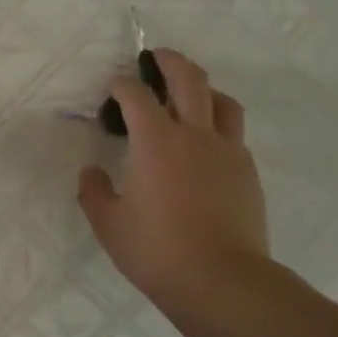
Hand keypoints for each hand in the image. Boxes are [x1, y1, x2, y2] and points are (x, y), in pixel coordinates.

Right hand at [77, 49, 271, 329]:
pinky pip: (232, 133)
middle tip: (154, 57)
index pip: (136, 96)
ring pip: (221, 101)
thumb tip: (91, 172)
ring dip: (202, 88)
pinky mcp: (246, 171)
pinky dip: (216, 124)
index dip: (121, 85)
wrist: (220, 279)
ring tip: (188, 94)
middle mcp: (195, 135)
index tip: (112, 87)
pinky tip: (204, 144)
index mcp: (156, 142)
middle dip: (169, 61)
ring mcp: (227, 151)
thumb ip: (94, 191)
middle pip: (189, 79)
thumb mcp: (108, 224)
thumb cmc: (155, 250)